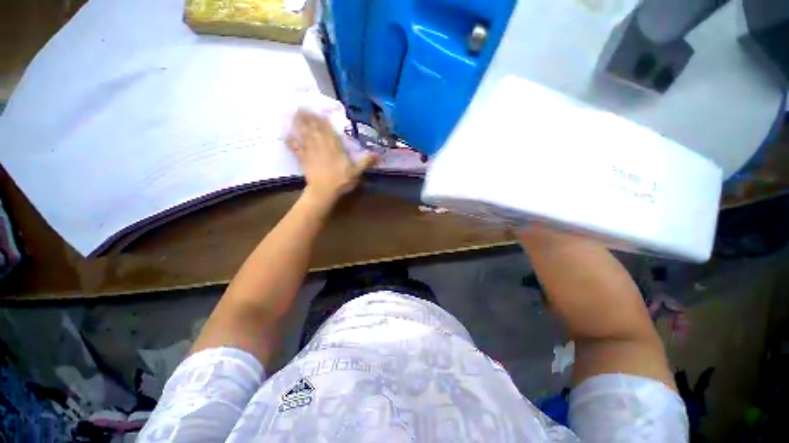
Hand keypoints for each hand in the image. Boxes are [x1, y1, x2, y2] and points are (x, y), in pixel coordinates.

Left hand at [286, 109, 376, 202]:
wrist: (324, 191)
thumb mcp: (356, 172)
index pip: (328, 131)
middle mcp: (322, 146)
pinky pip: (296, 149)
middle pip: (315, 129)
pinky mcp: (303, 159)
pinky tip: (286, 135)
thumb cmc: (341, 181)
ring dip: (300, 124)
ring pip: (305, 135)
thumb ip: (365, 162)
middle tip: (302, 107)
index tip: (317, 110)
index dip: (322, 120)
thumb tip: (378, 154)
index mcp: (335, 148)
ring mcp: (311, 152)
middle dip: (309, 118)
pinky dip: (291, 142)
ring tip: (295, 114)